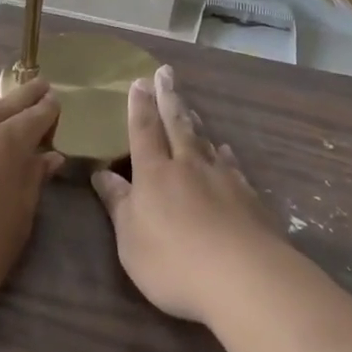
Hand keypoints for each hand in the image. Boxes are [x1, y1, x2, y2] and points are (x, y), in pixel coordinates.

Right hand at [91, 65, 281, 323]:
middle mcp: (188, 166)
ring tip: (190, 106)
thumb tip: (102, 173)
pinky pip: (231, 166)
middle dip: (168, 98)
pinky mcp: (249, 198)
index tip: (139, 82)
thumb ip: (118, 203)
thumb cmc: (174, 262)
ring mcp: (222, 179)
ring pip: (204, 141)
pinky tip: (224, 150)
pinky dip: (224, 154)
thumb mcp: (130, 239)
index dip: (140, 106)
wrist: (245, 278)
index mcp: (154, 173)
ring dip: (194, 121)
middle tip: (166, 72)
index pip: (144, 130)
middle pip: (177, 124)